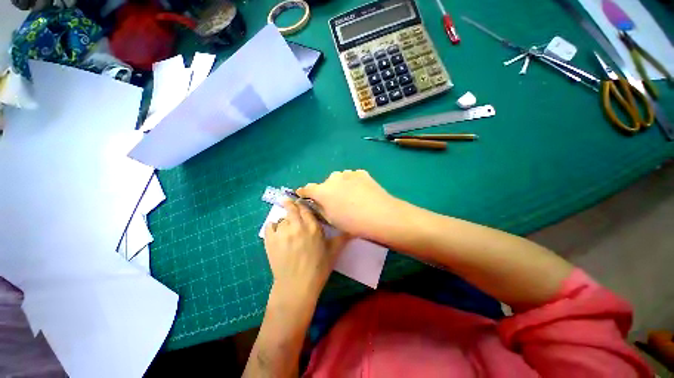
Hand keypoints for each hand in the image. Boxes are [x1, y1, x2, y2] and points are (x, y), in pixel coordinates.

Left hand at [264, 201, 348, 301]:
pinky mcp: (270, 240)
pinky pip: (269, 226)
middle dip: (291, 204)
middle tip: (290, 203)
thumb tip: (353, 230)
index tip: (301, 204)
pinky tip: (276, 230)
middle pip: (292, 208)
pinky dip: (272, 226)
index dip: (303, 205)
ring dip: (284, 219)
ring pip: (282, 218)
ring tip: (286, 226)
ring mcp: (282, 232)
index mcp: (313, 227)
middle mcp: (297, 226)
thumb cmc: (318, 269)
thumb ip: (342, 238)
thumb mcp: (333, 252)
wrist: (296, 286)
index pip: (306, 209)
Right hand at [296, 170, 402, 239]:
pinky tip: (361, 191)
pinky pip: (352, 177)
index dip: (304, 193)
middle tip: (336, 202)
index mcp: (322, 191)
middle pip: (325, 184)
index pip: (307, 189)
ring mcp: (348, 174)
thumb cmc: (352, 222)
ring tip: (350, 196)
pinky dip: (352, 182)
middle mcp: (333, 179)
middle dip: (327, 191)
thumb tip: (317, 203)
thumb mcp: (331, 220)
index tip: (303, 195)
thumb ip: (321, 209)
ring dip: (340, 185)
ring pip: (339, 179)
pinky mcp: (361, 173)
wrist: (380, 215)